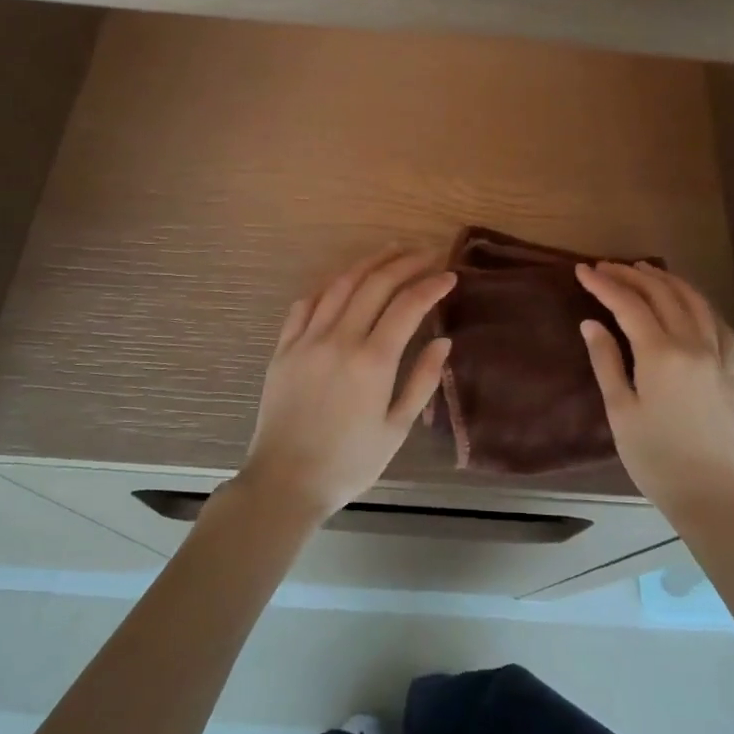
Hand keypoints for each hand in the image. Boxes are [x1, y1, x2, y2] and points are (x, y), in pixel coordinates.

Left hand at [237, 248, 455, 523]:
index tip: (450, 275)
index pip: (408, 306)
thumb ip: (421, 381)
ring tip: (391, 251)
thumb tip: (443, 342)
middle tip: (427, 253)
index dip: (431, 285)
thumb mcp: (396, 428)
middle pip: (375, 284)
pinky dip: (329, 285)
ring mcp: (307, 340)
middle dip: (405, 263)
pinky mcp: (283, 348)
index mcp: (372, 361)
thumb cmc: (349, 463)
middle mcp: (339, 339)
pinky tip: (343, 280)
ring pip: (340, 285)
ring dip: (368, 263)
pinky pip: (306, 303)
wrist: (285, 482)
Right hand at [575, 262, 733, 523]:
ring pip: (692, 301)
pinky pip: (717, 323)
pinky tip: (688, 301)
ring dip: (665, 281)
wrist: (709, 494)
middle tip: (605, 267)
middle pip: (661, 295)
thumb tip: (591, 323)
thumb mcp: (620, 410)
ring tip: (642, 270)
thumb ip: (606, 361)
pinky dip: (699, 303)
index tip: (582, 271)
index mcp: (660, 354)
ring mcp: (716, 355)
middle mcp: (692, 344)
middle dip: (631, 276)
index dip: (604, 284)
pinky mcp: (729, 370)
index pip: (628, 305)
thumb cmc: (655, 457)